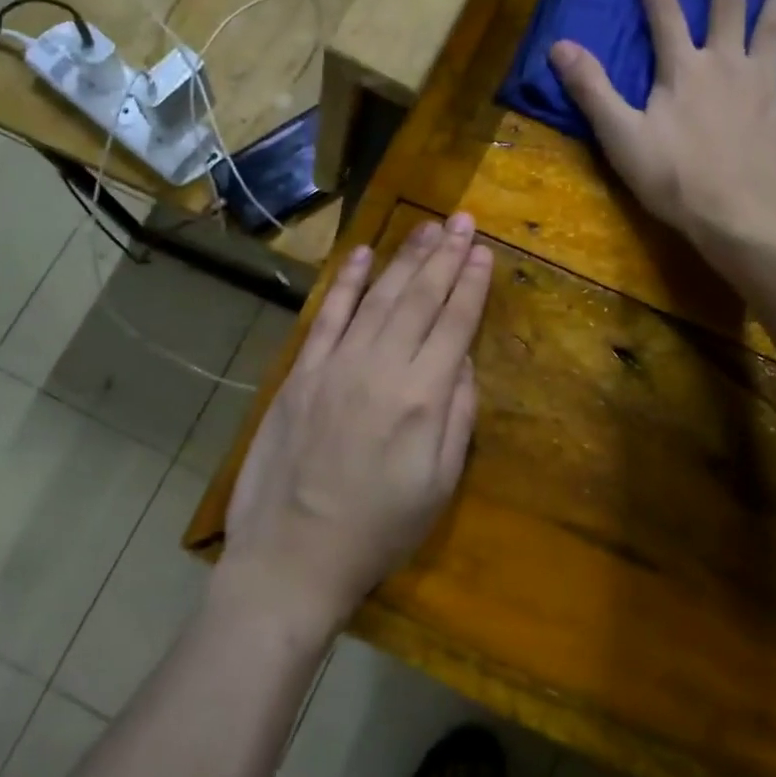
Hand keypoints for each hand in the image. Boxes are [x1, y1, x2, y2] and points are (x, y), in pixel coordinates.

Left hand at [219, 213, 492, 640]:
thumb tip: (462, 357)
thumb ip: (458, 414)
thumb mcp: (440, 484)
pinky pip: (327, 315)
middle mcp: (382, 367)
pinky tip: (362, 254)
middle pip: (419, 298)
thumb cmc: (378, 530)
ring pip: (377, 297)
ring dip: (404, 258)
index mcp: (423, 397)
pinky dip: (345, 281)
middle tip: (462, 220)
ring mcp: (336, 365)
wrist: (292, 557)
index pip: (454, 323)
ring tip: (427, 227)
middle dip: (445, 256)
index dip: (471, 284)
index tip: (483, 251)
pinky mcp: (301, 372)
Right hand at [548, 0, 775, 267]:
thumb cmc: (673, 178)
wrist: (738, 215)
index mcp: (681, 70)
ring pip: (773, 28)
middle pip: (728, 7)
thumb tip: (559, 45)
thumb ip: (592, 89)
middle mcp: (725, 64)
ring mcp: (764, 85)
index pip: (664, 13)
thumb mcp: (620, 136)